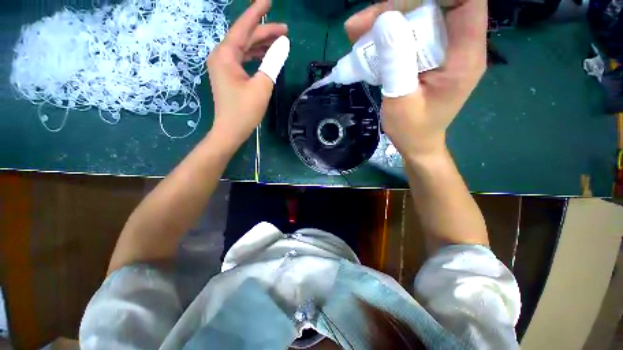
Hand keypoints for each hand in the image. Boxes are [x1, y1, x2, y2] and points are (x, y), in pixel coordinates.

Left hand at [207, 0, 288, 150]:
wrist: (230, 131)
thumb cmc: (244, 111)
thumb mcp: (262, 86)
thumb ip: (272, 63)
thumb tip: (284, 44)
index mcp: (226, 55)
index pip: (243, 27)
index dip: (257, 13)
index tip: (268, 0)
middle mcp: (222, 56)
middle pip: (245, 37)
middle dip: (264, 32)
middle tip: (285, 30)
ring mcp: (224, 66)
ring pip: (244, 48)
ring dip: (261, 45)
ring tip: (280, 42)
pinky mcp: (229, 76)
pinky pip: (243, 59)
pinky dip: (255, 56)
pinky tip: (267, 56)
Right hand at [345, 0, 486, 158]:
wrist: (418, 143)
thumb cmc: (411, 130)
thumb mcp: (400, 101)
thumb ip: (396, 63)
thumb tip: (385, 22)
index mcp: (463, 57)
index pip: (466, 1)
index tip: (398, 4)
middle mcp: (461, 45)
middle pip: (438, 3)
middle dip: (399, 6)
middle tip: (362, 24)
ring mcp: (447, 49)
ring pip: (422, 14)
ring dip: (389, 18)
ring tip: (356, 32)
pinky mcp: (432, 54)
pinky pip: (413, 31)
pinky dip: (389, 32)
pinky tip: (367, 42)